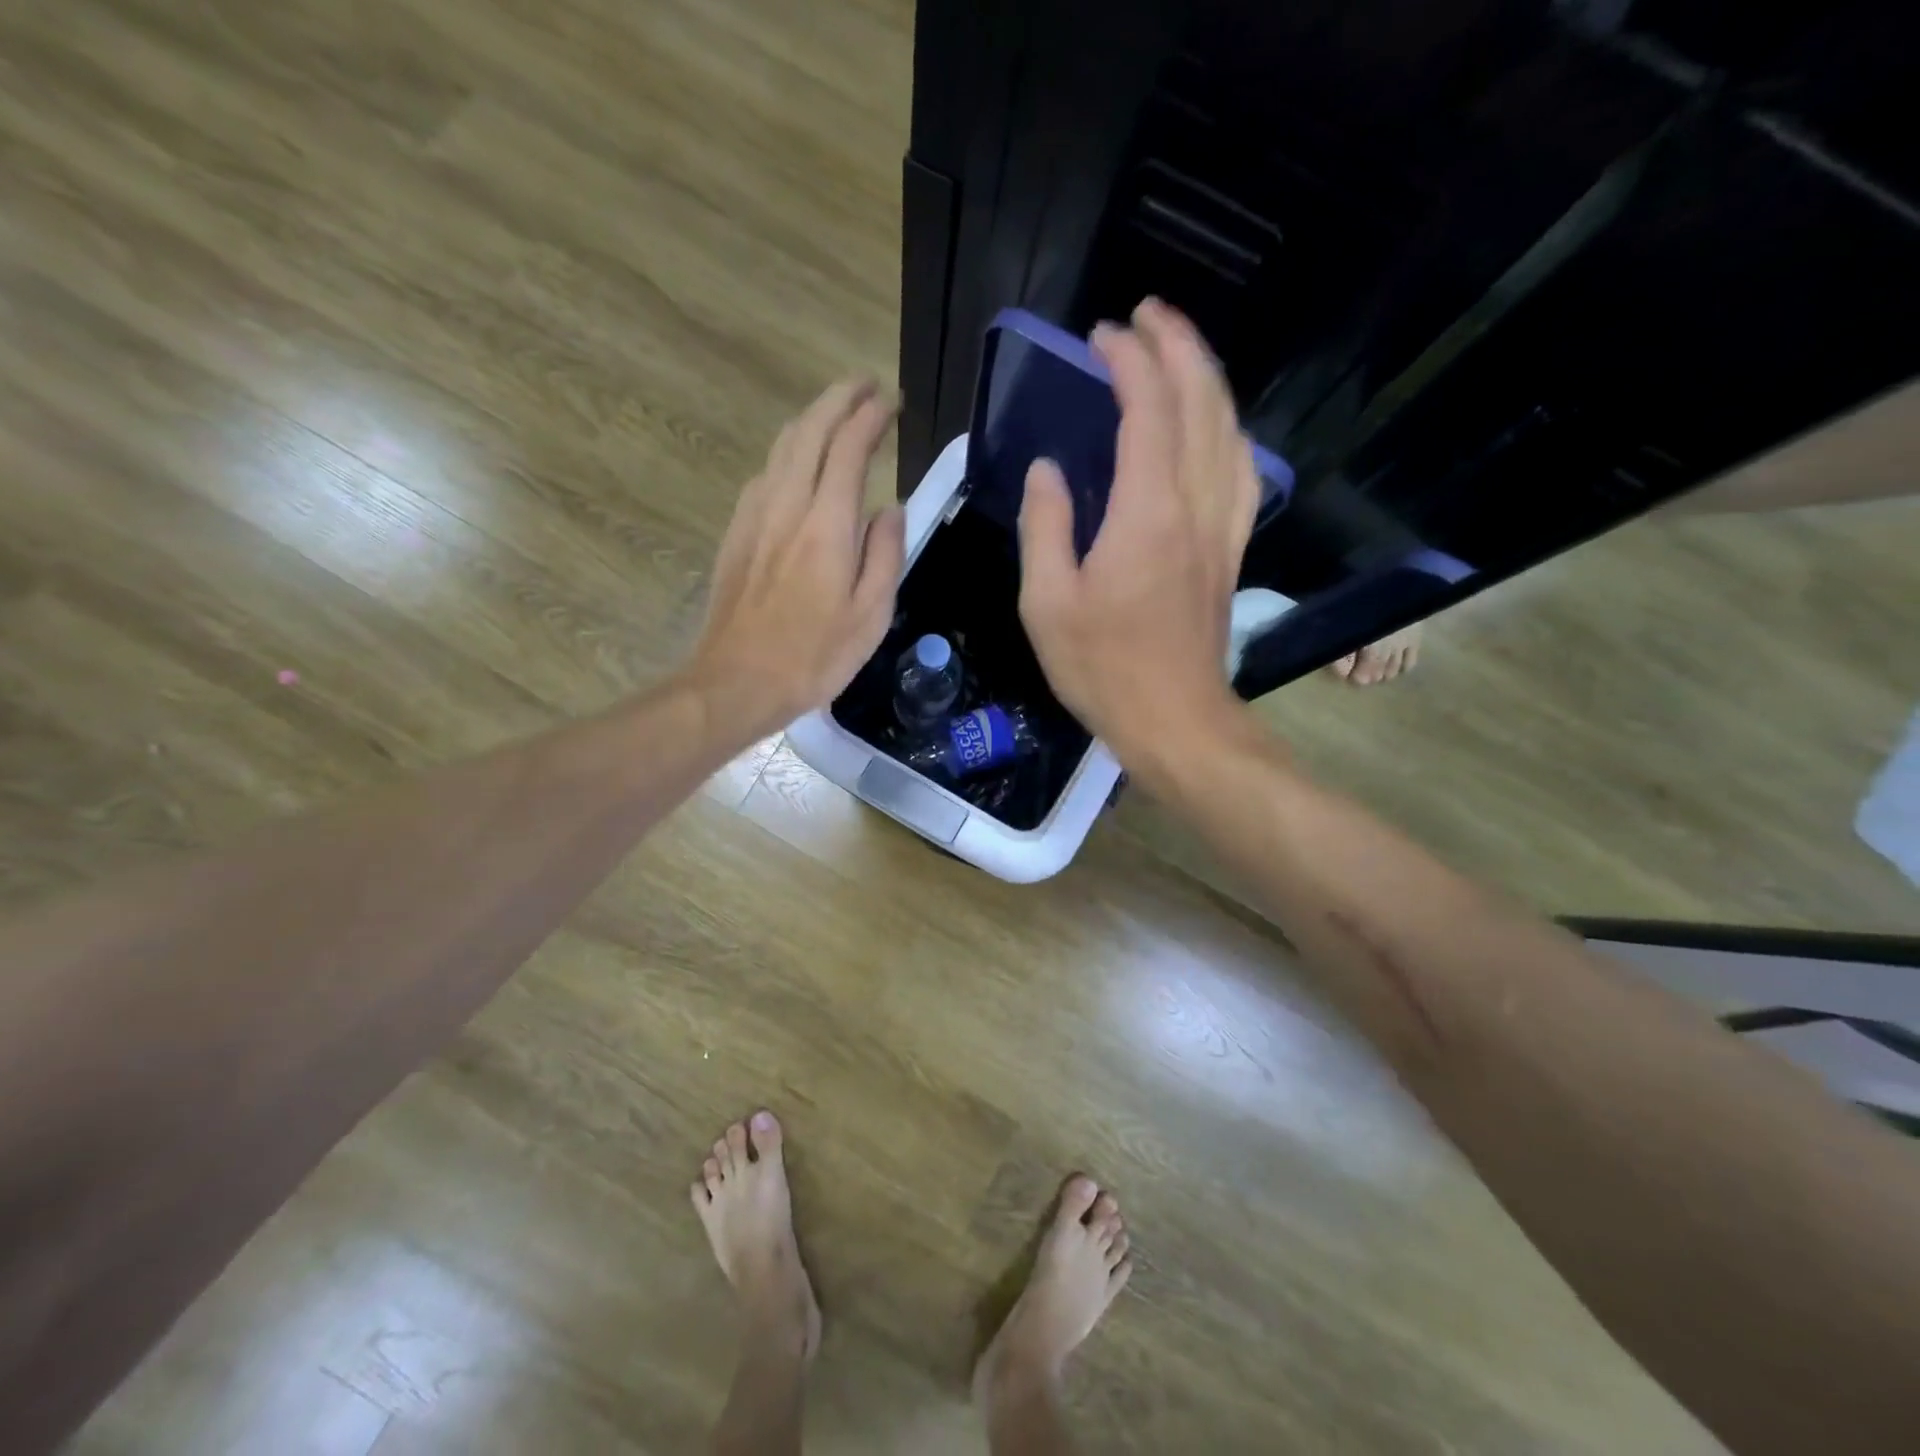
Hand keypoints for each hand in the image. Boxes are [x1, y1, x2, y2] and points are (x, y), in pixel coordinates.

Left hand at [689, 379, 905, 733]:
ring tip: (836, 414)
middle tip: (864, 386)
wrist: (736, 681)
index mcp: (827, 525)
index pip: (849, 447)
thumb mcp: (871, 616)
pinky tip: (798, 465)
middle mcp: (787, 505)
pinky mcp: (736, 532)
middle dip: (838, 399)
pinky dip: (788, 452)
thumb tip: (889, 509)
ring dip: (811, 420)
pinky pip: (765, 473)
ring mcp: (754, 515)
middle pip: (809, 430)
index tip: (891, 402)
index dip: (871, 416)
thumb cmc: (814, 657)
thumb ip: (885, 555)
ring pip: (782, 447)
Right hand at [1017, 299, 1258, 762]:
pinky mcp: (1230, 550)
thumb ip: (1046, 527)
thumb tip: (1048, 471)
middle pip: (1201, 402)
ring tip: (1178, 352)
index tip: (1101, 335)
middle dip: (1177, 345)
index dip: (1128, 361)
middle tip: (1145, 315)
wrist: (1174, 719)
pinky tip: (1214, 425)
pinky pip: (1241, 470)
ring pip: (1229, 429)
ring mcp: (1221, 527)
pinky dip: (1228, 429)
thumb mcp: (1047, 604)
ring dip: (1207, 379)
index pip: (1147, 410)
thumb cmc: (1102, 668)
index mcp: (1146, 513)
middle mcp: (1195, 506)